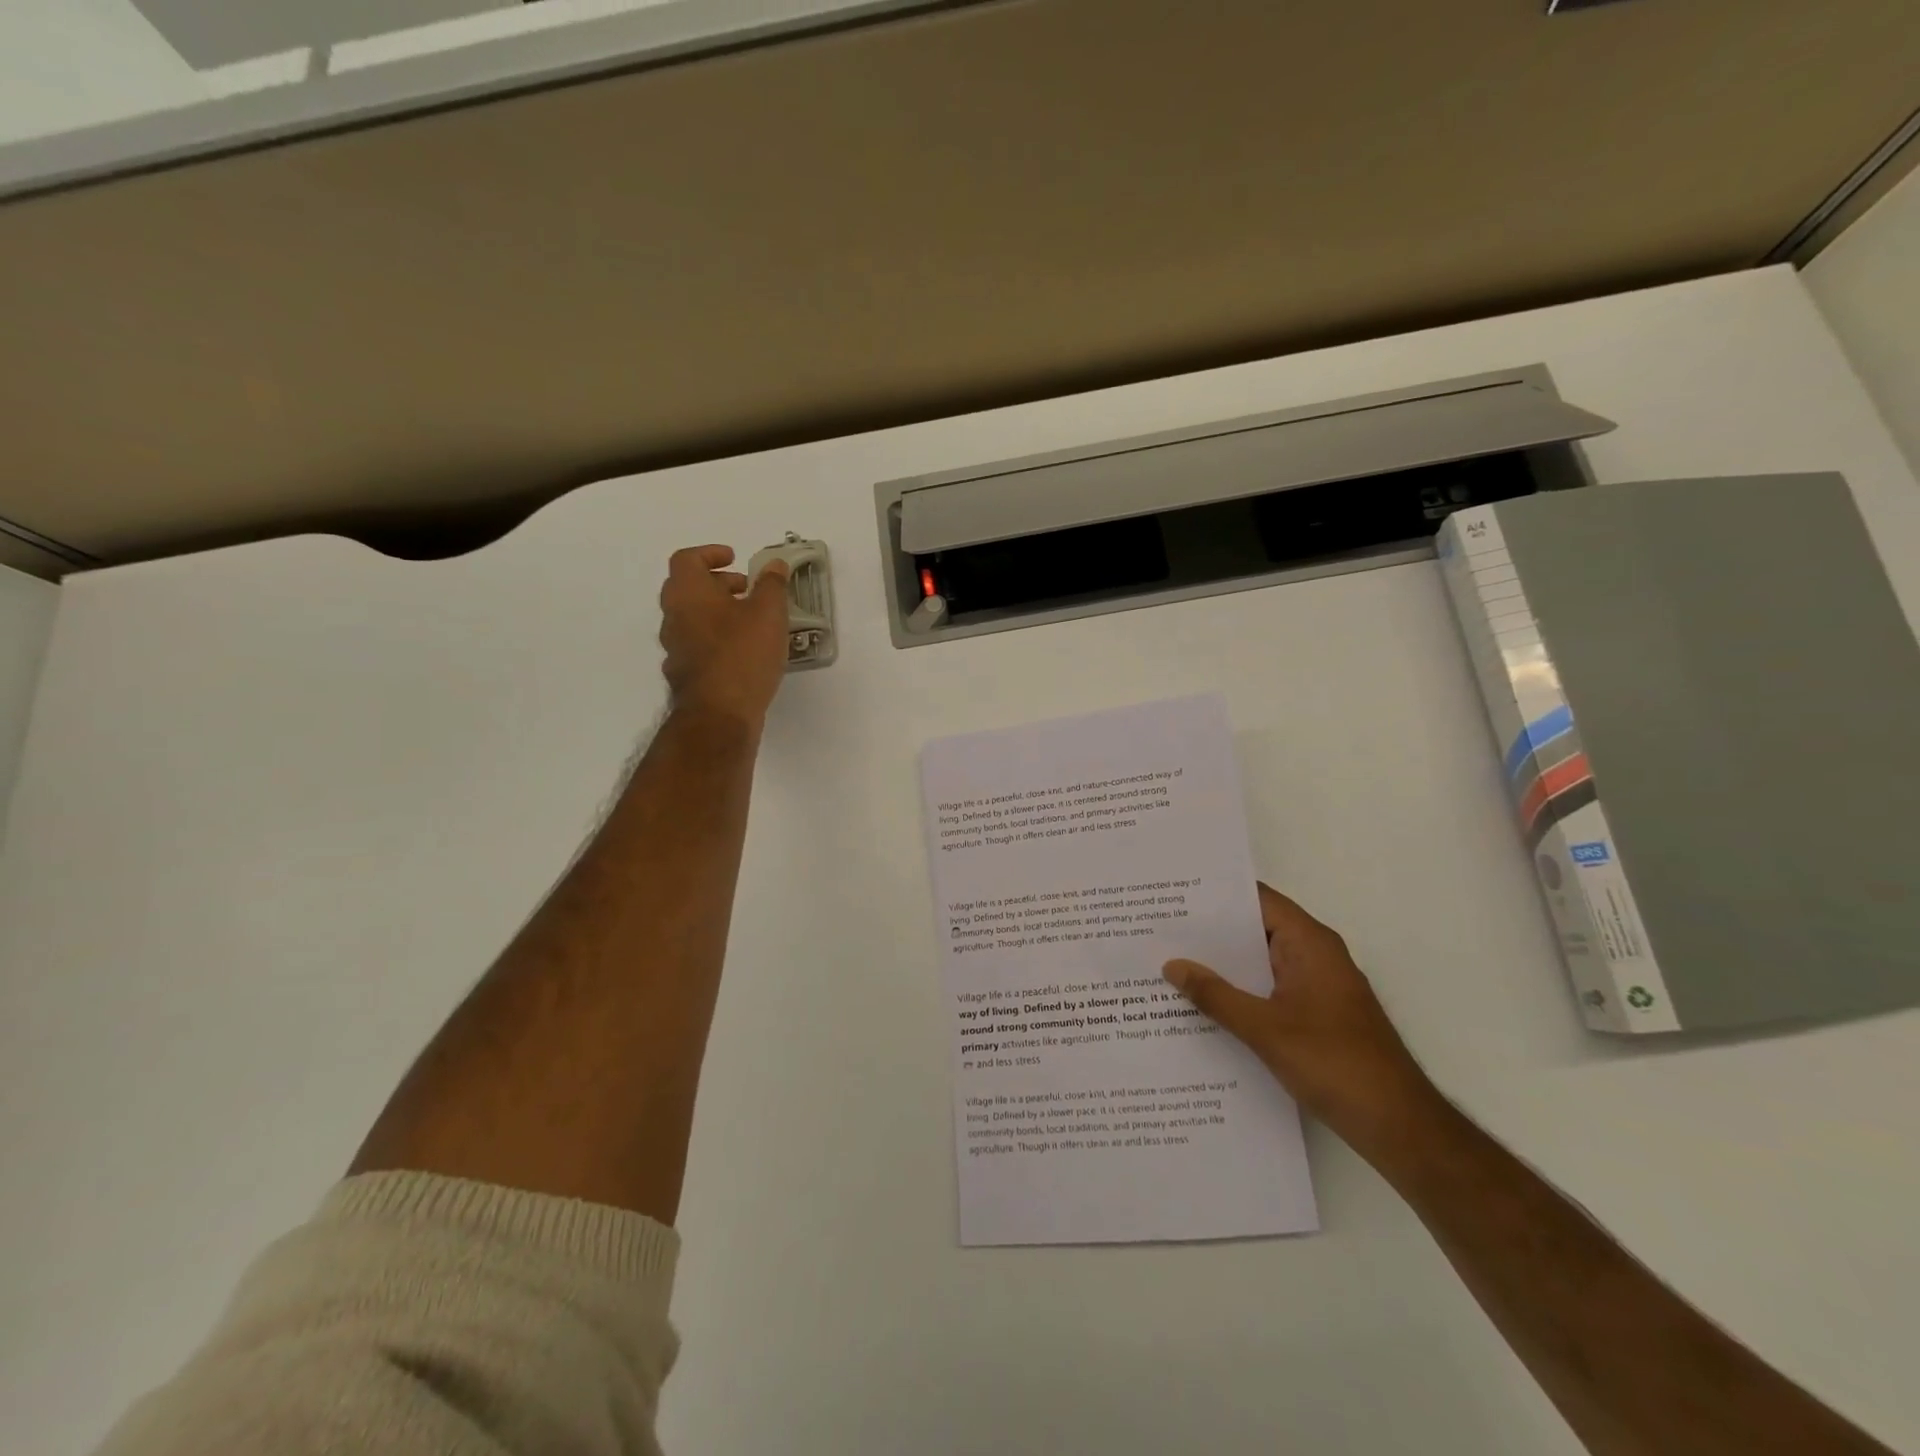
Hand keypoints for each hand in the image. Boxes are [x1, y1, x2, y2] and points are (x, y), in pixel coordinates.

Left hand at [658, 545, 791, 728]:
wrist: (720, 714)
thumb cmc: (743, 654)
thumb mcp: (768, 613)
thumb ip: (772, 585)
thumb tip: (775, 564)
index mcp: (688, 593)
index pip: (687, 560)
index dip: (710, 554)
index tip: (734, 559)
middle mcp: (673, 617)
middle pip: (688, 588)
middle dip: (718, 584)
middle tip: (747, 589)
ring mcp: (675, 648)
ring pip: (692, 618)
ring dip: (717, 612)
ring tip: (751, 621)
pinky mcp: (685, 675)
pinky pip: (698, 645)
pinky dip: (717, 639)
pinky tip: (743, 652)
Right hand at [1163, 882, 1438, 1153]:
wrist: (1399, 1127)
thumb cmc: (1335, 1064)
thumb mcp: (1265, 1029)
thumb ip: (1216, 995)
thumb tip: (1172, 964)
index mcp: (1309, 944)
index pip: (1258, 900)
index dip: (1216, 894)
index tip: (1173, 892)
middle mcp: (1315, 956)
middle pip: (1256, 929)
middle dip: (1210, 930)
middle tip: (1159, 928)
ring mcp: (1317, 987)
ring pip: (1260, 963)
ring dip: (1223, 965)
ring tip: (1170, 961)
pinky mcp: (1316, 1015)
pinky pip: (1269, 989)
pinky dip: (1239, 991)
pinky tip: (1203, 1005)